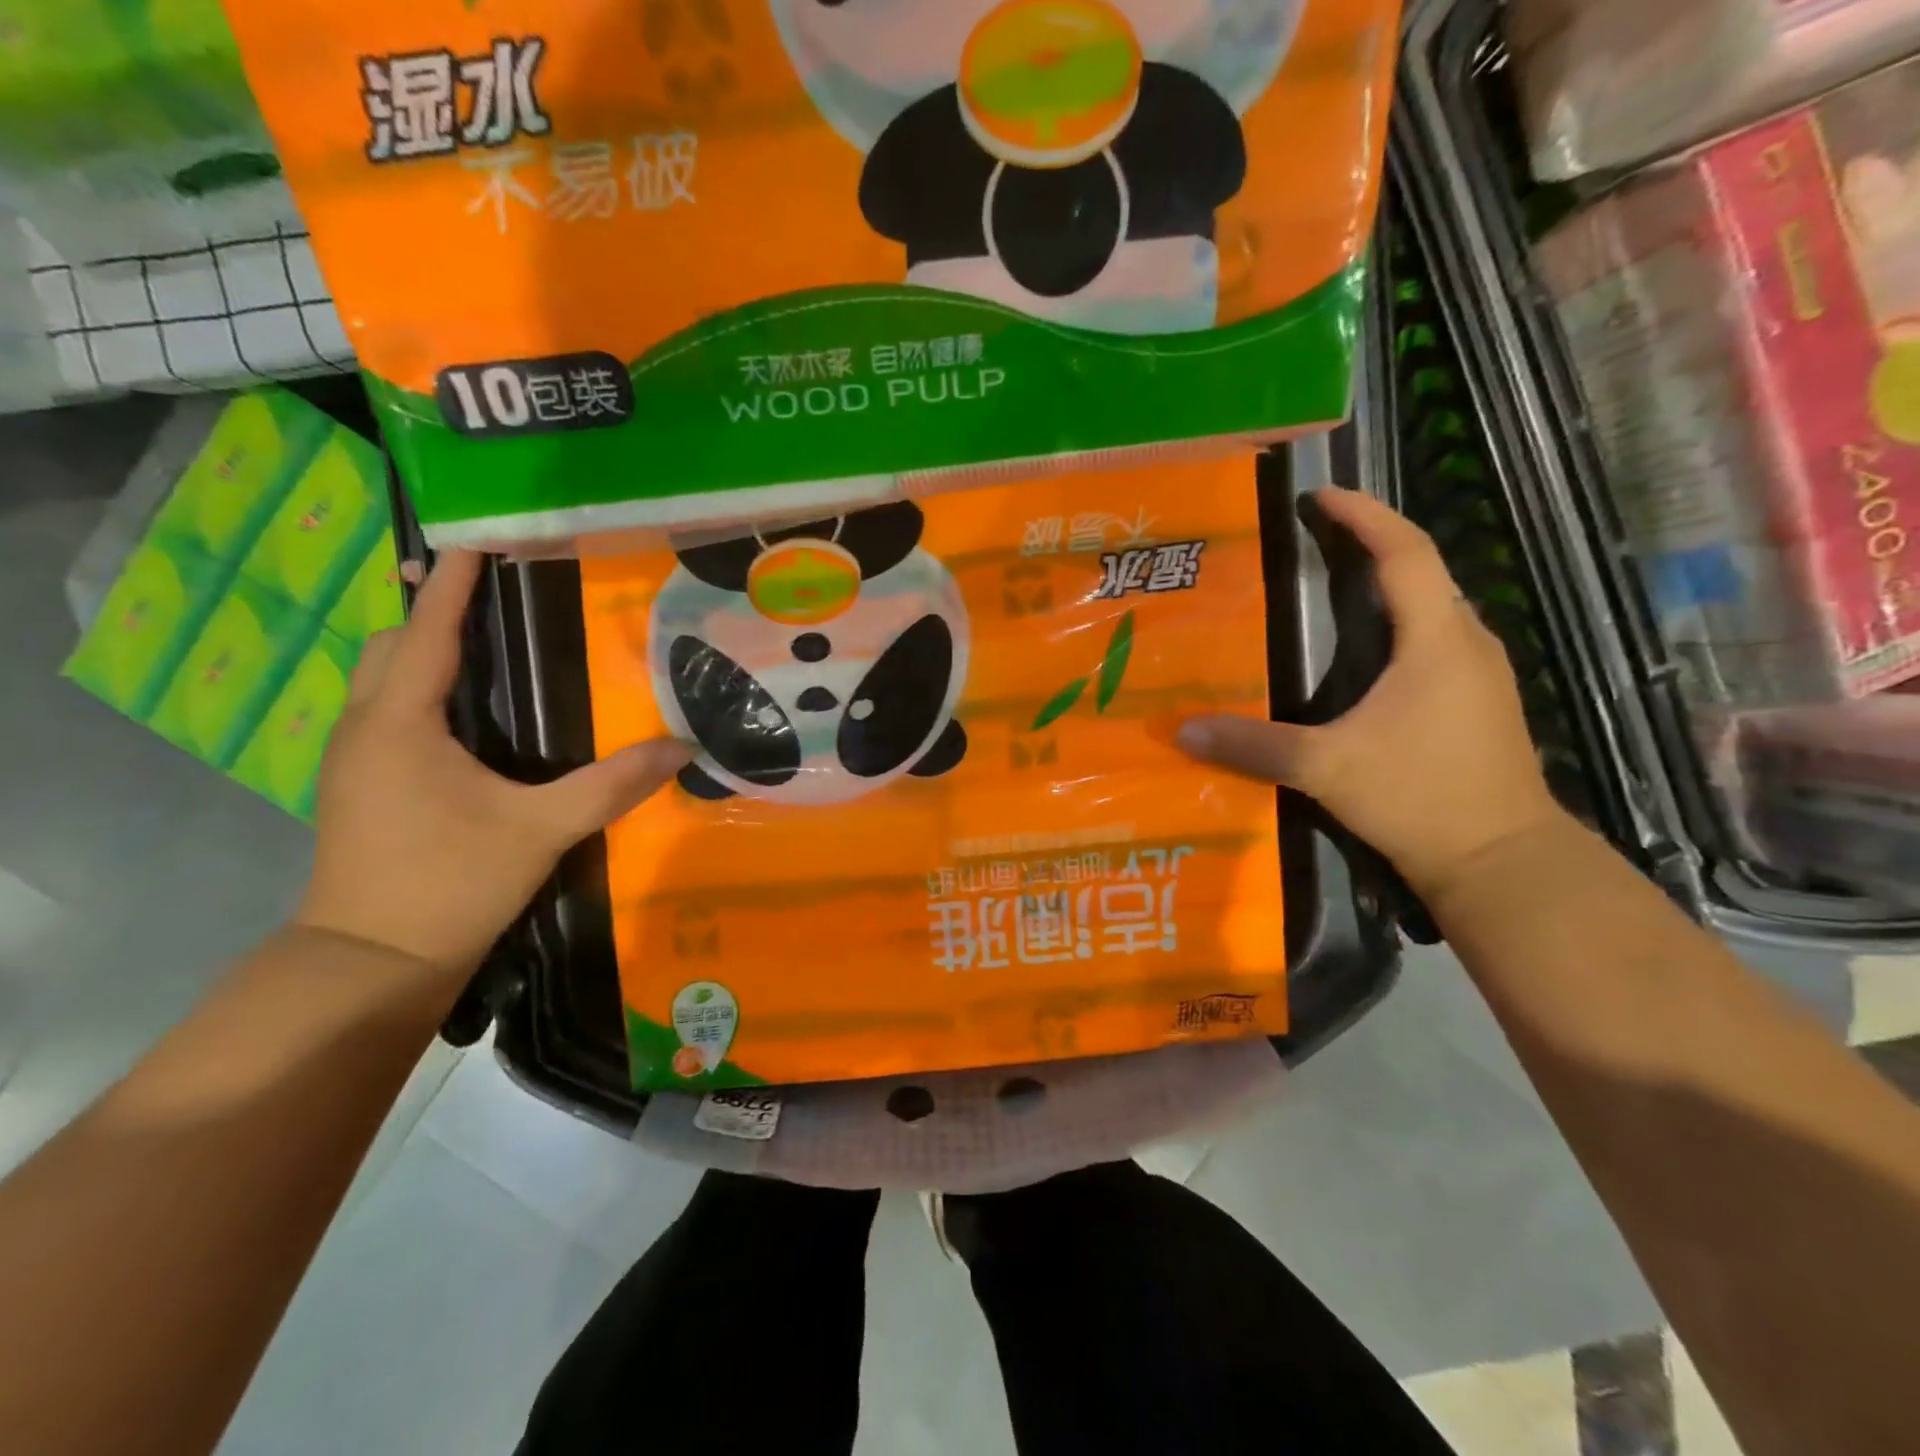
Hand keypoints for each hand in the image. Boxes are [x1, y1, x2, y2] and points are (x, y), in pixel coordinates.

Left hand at [295, 550, 690, 982]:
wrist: (370, 964)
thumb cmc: (448, 884)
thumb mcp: (540, 830)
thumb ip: (611, 786)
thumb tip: (681, 749)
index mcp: (401, 724)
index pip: (429, 632)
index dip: (454, 583)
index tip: (479, 538)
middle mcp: (367, 729)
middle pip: (393, 646)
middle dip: (437, 611)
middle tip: (496, 596)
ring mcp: (356, 760)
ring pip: (385, 681)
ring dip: (427, 651)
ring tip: (490, 643)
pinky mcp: (363, 788)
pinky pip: (390, 713)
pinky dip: (424, 690)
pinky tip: (471, 714)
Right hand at [1174, 488, 1563, 903]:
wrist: (1503, 861)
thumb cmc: (1421, 797)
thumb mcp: (1326, 768)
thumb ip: (1253, 746)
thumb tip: (1183, 729)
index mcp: (1436, 639)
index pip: (1405, 551)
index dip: (1365, 515)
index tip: (1320, 496)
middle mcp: (1466, 643)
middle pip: (1421, 571)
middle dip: (1369, 543)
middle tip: (1311, 539)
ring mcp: (1479, 674)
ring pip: (1429, 607)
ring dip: (1383, 586)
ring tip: (1328, 586)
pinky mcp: (1476, 703)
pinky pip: (1432, 641)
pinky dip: (1395, 625)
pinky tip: (1360, 654)